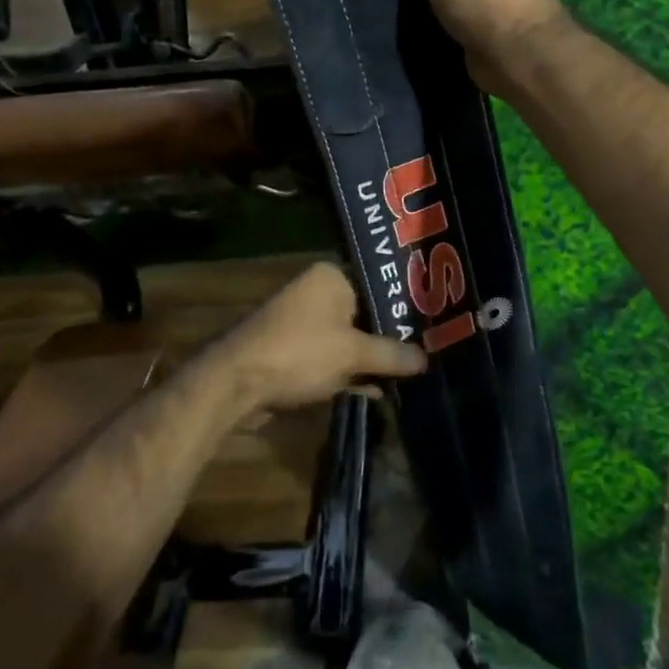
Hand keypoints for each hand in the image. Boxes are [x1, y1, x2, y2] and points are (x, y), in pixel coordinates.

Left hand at [216, 262, 425, 414]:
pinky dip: (351, 372)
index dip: (405, 307)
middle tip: (425, 353)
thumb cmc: (299, 353)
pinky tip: (377, 391)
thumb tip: (426, 360)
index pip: (379, 284)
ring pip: (349, 339)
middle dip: (389, 338)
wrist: (236, 384)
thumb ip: (392, 355)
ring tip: (408, 375)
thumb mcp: (353, 354)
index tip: (431, 327)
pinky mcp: (294, 351)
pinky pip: (332, 357)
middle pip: (365, 314)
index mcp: (331, 277)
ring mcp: (303, 322)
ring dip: (371, 359)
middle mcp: (316, 292)